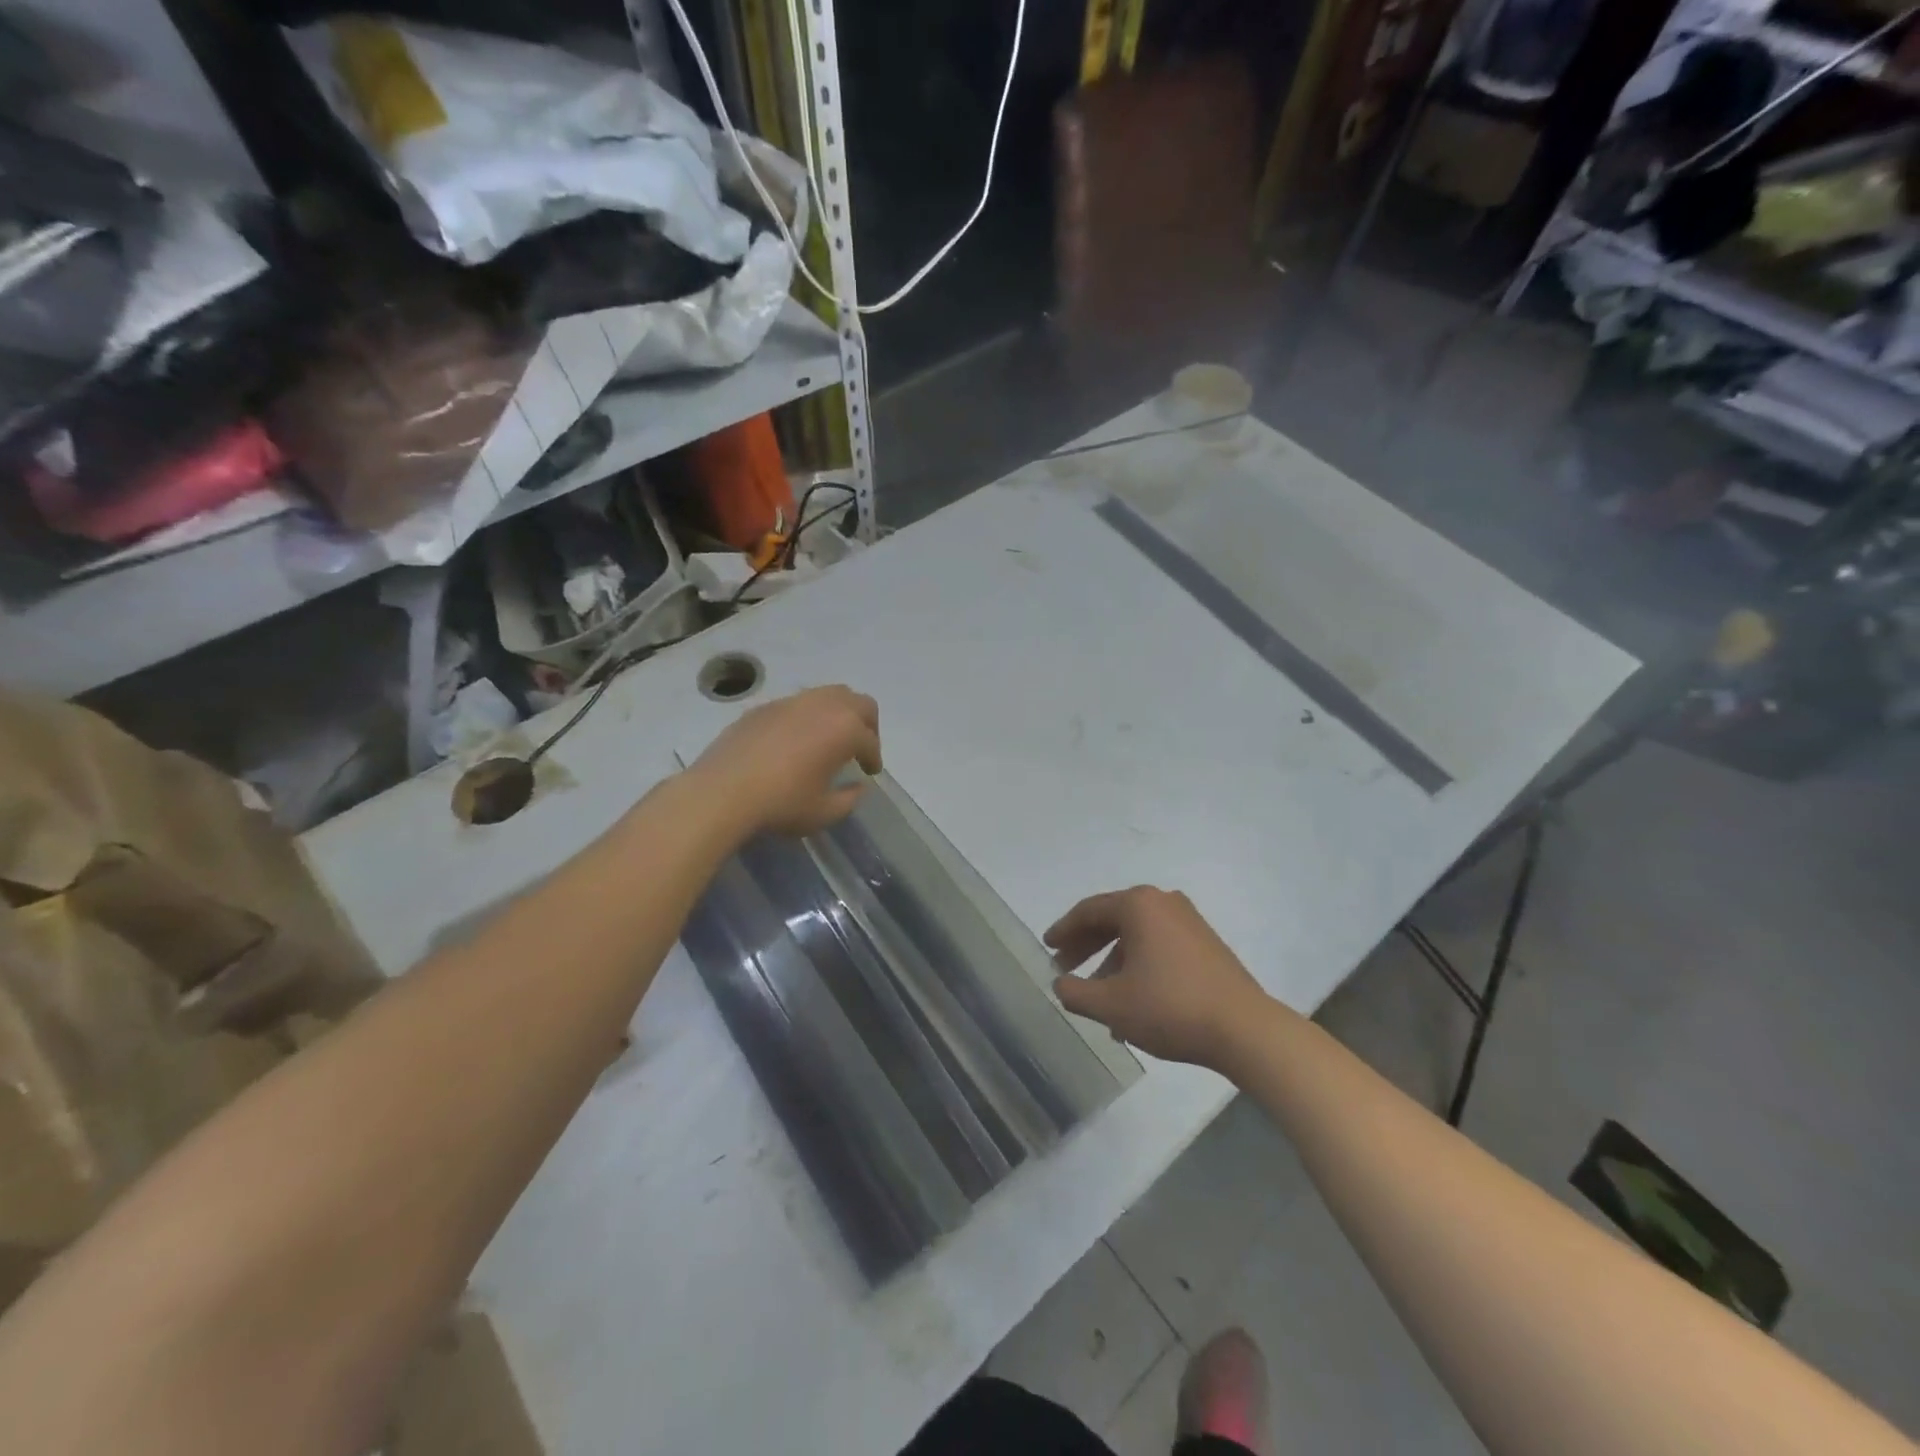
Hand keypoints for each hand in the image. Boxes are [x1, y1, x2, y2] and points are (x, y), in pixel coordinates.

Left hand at [689, 685, 881, 837]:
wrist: (722, 792)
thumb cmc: (781, 803)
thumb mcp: (824, 812)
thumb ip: (849, 799)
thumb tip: (856, 786)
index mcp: (845, 729)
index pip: (870, 740)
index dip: (874, 758)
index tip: (870, 772)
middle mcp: (823, 706)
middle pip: (859, 703)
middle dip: (867, 724)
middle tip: (859, 747)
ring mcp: (791, 702)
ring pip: (828, 694)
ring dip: (838, 713)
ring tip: (830, 738)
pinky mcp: (764, 706)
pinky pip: (798, 703)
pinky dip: (808, 716)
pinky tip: (796, 740)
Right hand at [1046, 887, 1272, 1070]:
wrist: (1244, 1029)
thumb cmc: (1169, 1007)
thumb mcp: (1111, 1004)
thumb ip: (1076, 991)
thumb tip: (1061, 983)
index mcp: (1138, 905)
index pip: (1089, 911)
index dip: (1063, 930)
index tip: (1047, 947)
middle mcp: (1163, 903)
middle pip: (1113, 920)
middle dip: (1086, 946)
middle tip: (1065, 969)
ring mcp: (1189, 922)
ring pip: (1136, 937)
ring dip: (1112, 963)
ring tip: (1098, 1000)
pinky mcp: (1206, 944)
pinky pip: (1158, 947)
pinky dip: (1138, 967)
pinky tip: (1131, 1004)